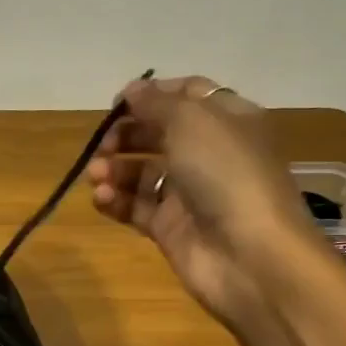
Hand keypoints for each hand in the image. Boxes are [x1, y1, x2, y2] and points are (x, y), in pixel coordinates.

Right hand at [86, 75, 321, 324]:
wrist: (249, 254)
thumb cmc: (225, 174)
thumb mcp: (192, 122)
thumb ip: (156, 103)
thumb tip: (132, 91)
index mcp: (227, 120)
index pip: (187, 95)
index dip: (152, 95)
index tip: (118, 103)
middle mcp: (209, 153)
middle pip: (158, 134)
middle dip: (126, 135)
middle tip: (103, 145)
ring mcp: (189, 193)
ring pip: (141, 172)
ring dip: (114, 169)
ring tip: (96, 176)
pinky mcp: (170, 227)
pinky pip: (135, 206)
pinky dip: (114, 200)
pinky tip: (100, 198)